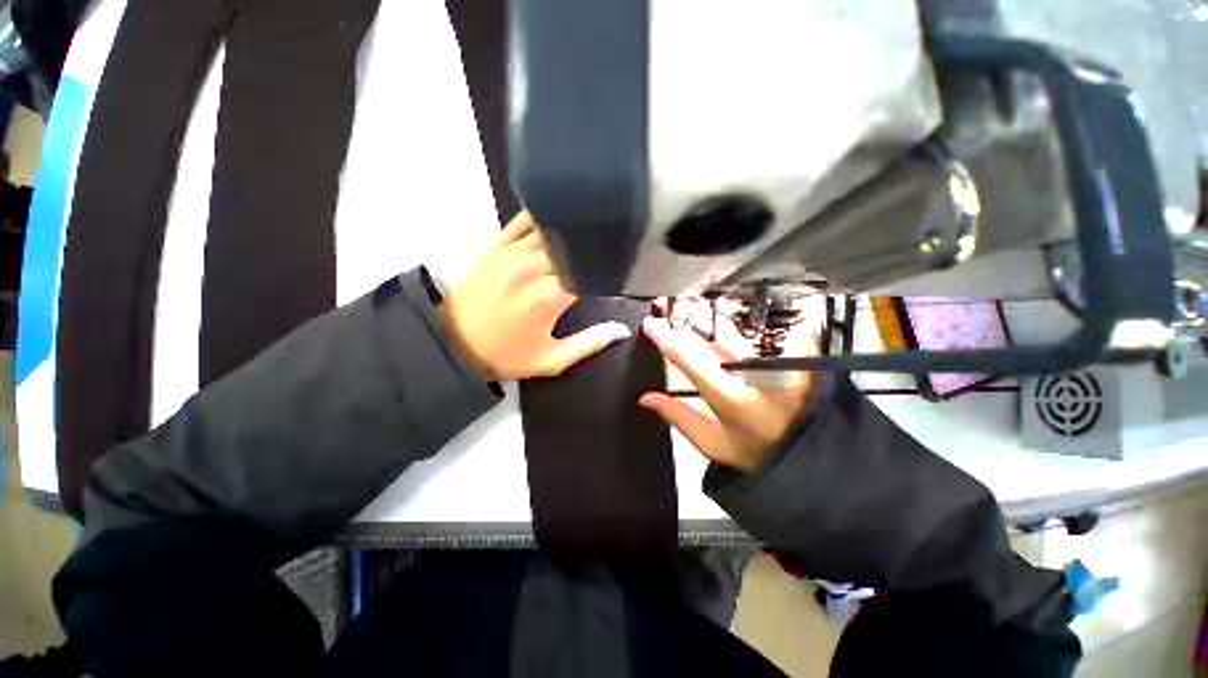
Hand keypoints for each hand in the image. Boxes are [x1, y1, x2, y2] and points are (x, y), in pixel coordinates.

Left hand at [440, 211, 631, 381]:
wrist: (453, 346)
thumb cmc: (507, 355)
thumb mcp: (552, 359)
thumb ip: (590, 343)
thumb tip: (623, 329)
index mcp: (550, 296)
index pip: (589, 269)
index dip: (607, 267)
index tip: (618, 270)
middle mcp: (532, 267)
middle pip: (572, 245)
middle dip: (591, 247)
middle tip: (606, 249)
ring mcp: (510, 252)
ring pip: (551, 228)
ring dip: (571, 230)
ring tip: (587, 230)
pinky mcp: (494, 246)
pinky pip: (522, 221)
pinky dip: (542, 217)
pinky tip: (557, 217)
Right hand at [639, 312, 816, 472]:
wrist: (808, 452)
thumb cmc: (755, 452)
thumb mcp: (712, 443)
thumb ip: (678, 416)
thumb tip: (645, 397)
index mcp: (732, 398)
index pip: (691, 358)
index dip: (666, 338)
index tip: (650, 323)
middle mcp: (757, 373)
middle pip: (713, 333)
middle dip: (685, 314)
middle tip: (665, 303)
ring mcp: (780, 359)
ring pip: (737, 325)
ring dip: (707, 311)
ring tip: (687, 301)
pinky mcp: (797, 352)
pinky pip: (761, 327)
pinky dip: (737, 318)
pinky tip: (720, 310)